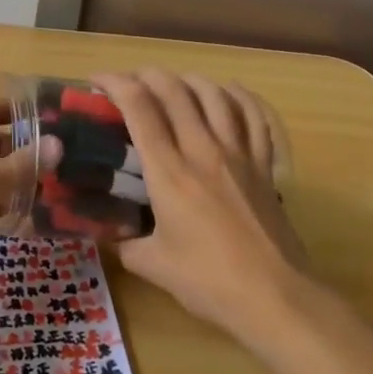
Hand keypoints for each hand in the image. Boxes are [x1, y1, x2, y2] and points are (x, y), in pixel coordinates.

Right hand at [93, 69, 309, 342]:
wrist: (275, 298)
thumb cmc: (209, 282)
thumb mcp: (152, 266)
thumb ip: (123, 244)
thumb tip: (106, 233)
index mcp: (169, 171)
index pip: (139, 108)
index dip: (115, 83)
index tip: (97, 81)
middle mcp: (202, 150)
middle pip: (174, 90)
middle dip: (146, 75)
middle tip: (129, 81)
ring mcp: (238, 154)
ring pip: (213, 95)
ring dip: (187, 79)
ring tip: (172, 83)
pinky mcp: (263, 165)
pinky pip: (253, 117)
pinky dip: (238, 96)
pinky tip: (227, 90)